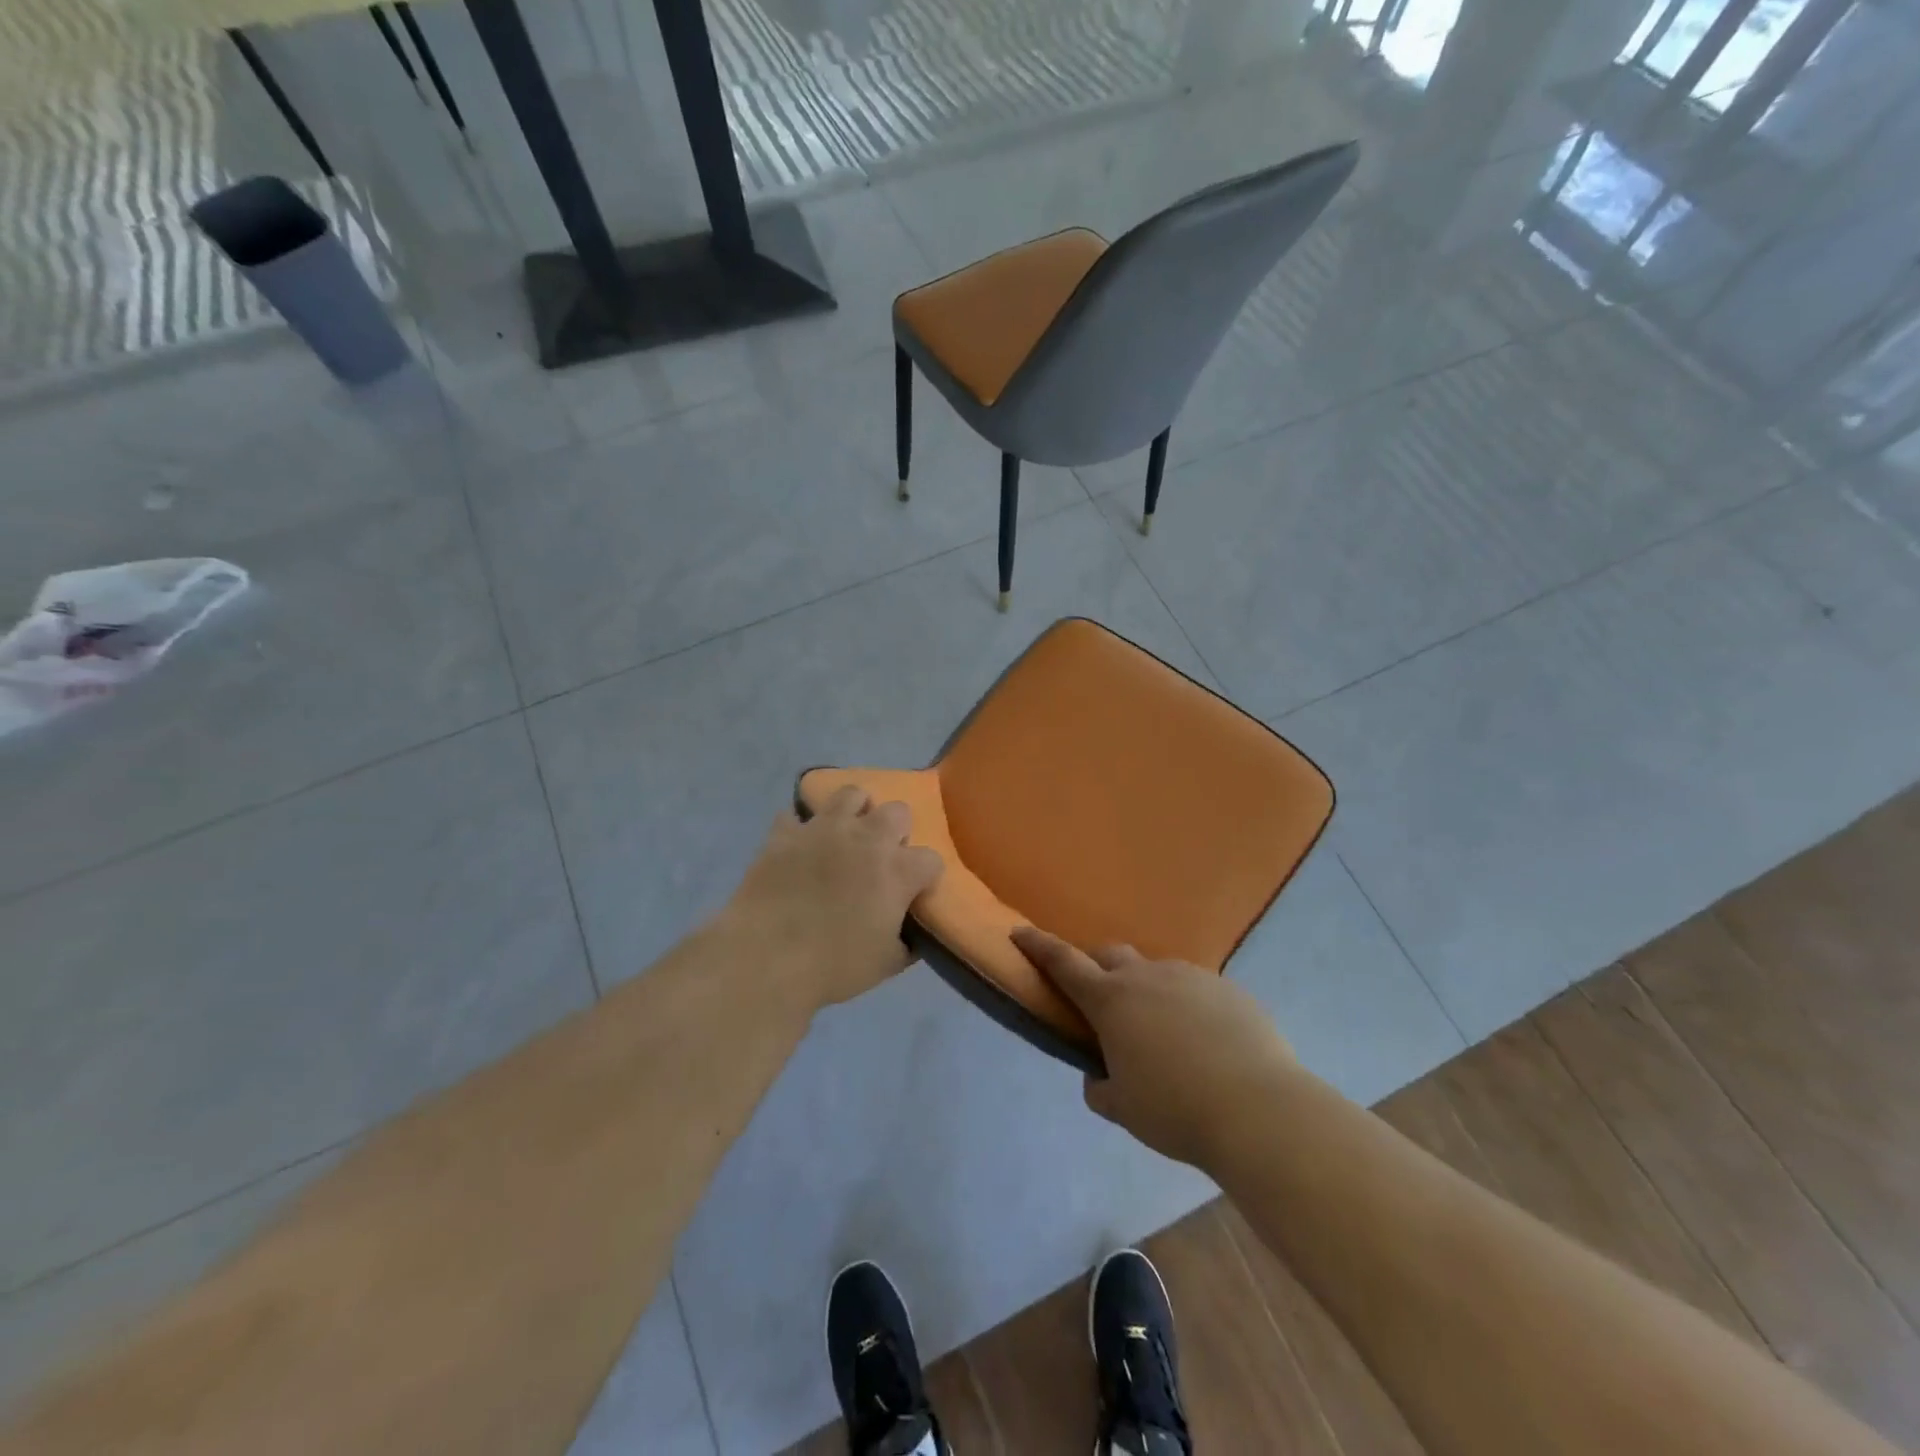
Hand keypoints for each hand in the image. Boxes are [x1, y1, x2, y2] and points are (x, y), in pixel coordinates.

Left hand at [719, 787, 943, 1015]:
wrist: (766, 958)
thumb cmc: (834, 966)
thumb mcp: (886, 964)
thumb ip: (906, 943)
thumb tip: (911, 936)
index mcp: (898, 871)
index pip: (931, 860)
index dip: (925, 877)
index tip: (915, 892)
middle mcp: (867, 838)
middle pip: (898, 812)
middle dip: (896, 831)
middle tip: (882, 858)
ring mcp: (824, 828)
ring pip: (851, 794)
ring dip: (855, 812)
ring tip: (846, 835)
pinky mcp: (785, 832)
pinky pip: (795, 815)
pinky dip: (799, 827)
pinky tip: (798, 845)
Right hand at [1012, 928, 1294, 1168]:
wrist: (1258, 1108)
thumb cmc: (1175, 1109)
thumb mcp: (1123, 1108)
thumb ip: (1101, 1087)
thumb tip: (1100, 1075)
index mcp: (1111, 1000)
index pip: (1063, 962)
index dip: (1038, 945)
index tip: (1019, 932)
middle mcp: (1147, 976)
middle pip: (1111, 955)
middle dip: (1098, 969)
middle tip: (1102, 1003)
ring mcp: (1191, 977)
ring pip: (1157, 973)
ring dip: (1147, 992)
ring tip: (1164, 1035)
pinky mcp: (1229, 989)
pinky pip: (1196, 990)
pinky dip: (1187, 1007)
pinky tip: (1206, 1044)